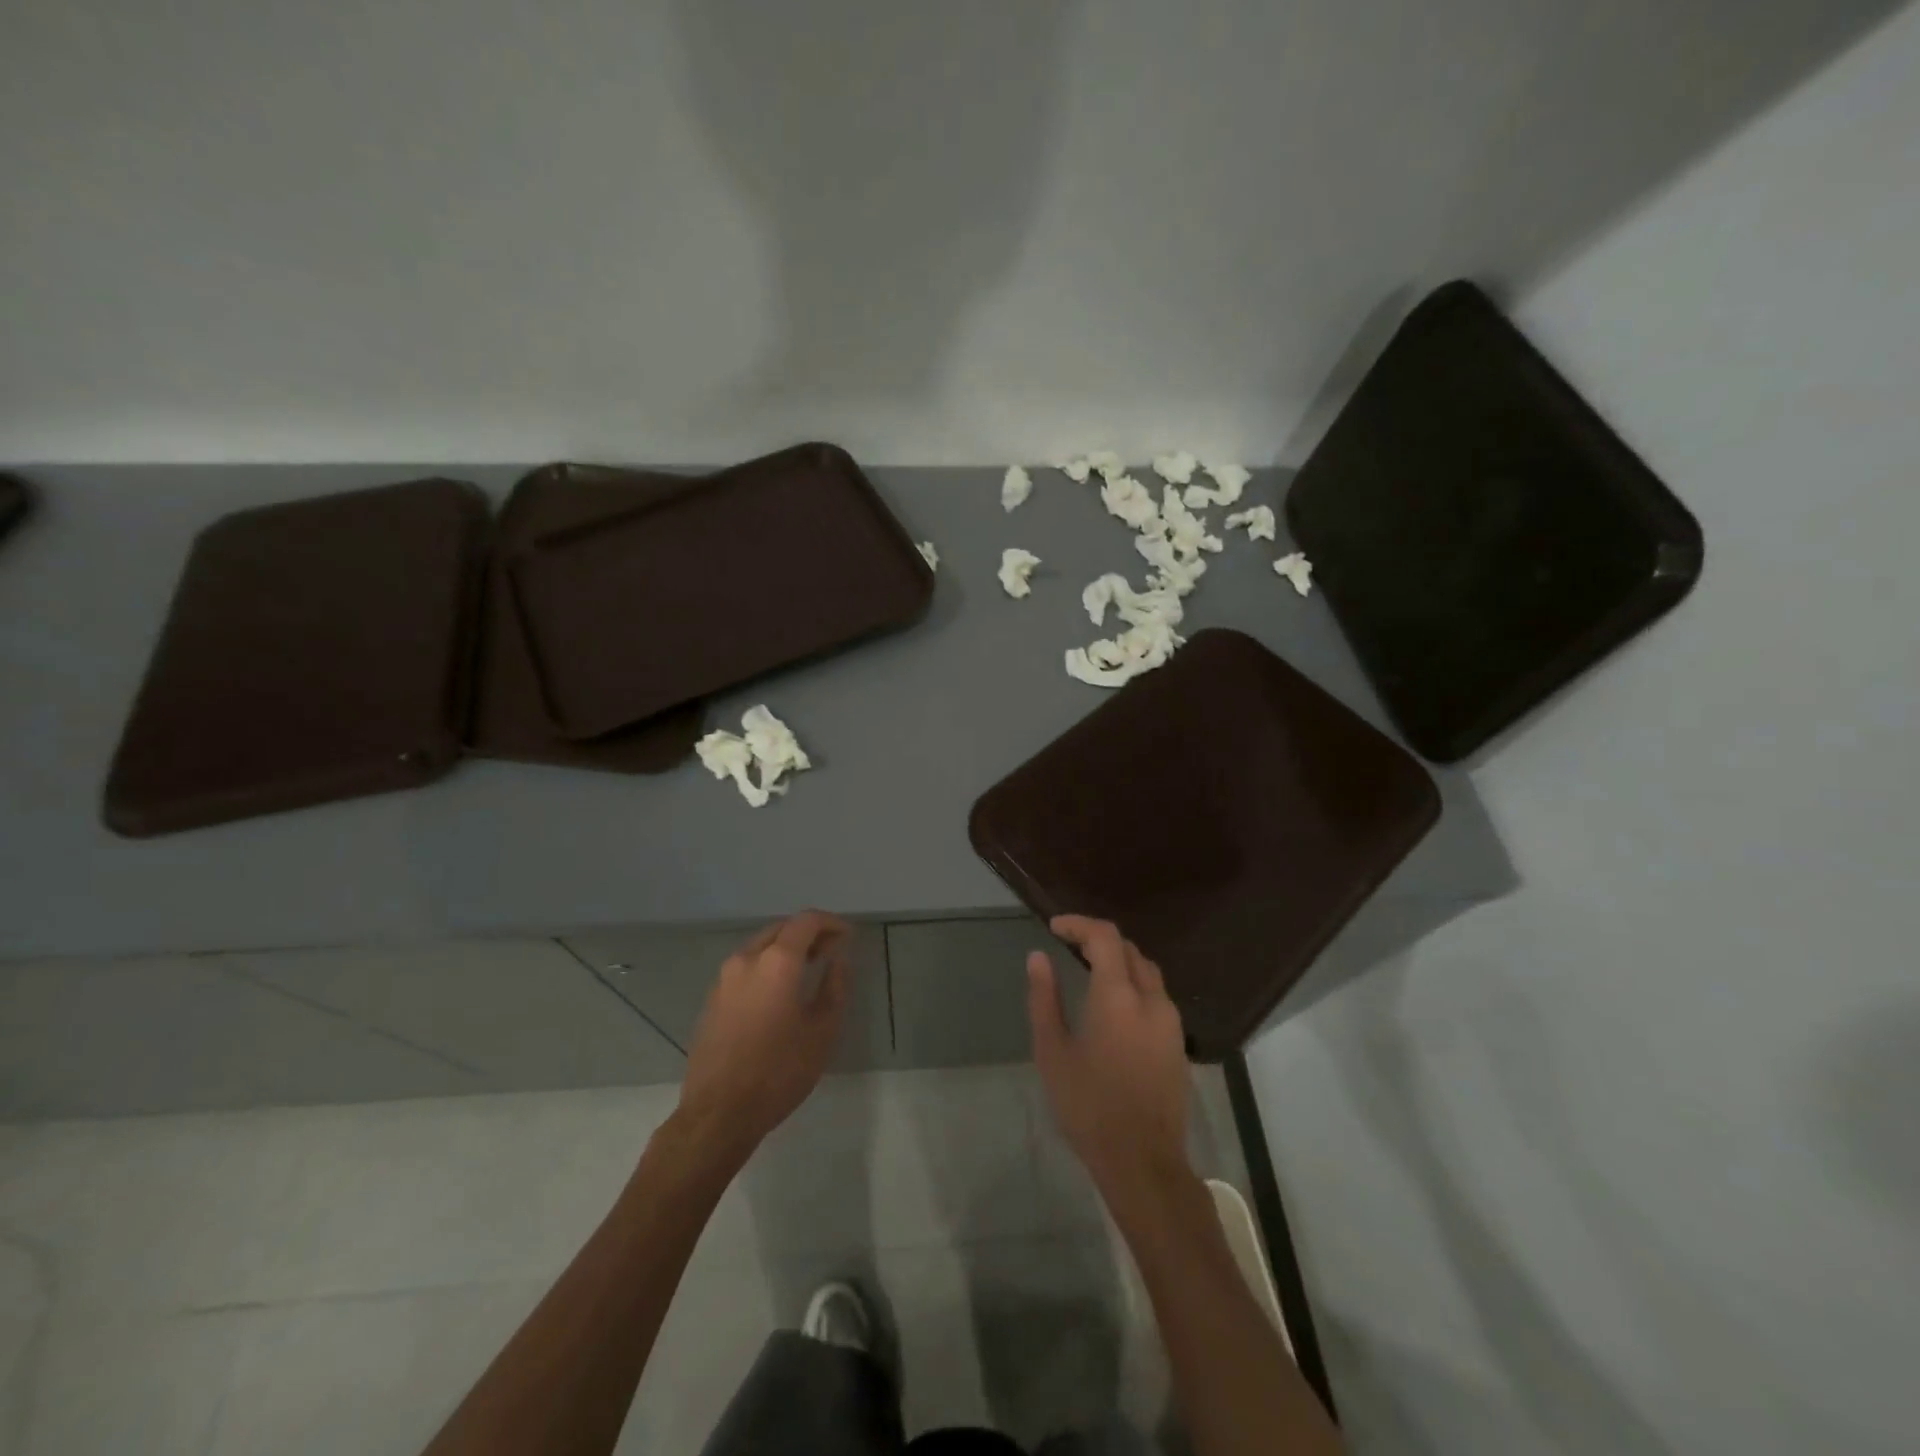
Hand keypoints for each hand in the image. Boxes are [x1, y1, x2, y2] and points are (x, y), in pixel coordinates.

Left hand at [676, 911, 852, 1162]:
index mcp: (777, 961)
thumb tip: (839, 961)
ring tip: (808, 970)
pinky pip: (745, 967)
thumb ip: (835, 987)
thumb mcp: (822, 1031)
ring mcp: (724, 978)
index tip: (847, 937)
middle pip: (781, 929)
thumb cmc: (779, 1071)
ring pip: (760, 946)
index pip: (806, 921)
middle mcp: (747, 959)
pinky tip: (779, 992)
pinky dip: (767, 966)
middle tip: (831, 951)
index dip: (831, 923)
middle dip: (808, 934)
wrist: (718, 1113)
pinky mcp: (712, 999)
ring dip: (786, 949)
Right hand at [1028, 915, 1191, 1202]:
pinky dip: (1134, 983)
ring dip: (1119, 960)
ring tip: (1089, 969)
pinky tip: (1115, 1004)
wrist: (1143, 1161)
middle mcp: (1151, 999)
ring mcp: (1171, 1021)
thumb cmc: (1088, 1106)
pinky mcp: (1178, 1042)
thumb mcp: (1053, 1052)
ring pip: (1147, 971)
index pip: (1104, 936)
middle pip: (1129, 949)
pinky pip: (1156, 995)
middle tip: (1069, 945)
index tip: (1054, 927)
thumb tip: (1038, 957)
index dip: (1079, 924)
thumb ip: (1044, 999)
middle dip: (1098, 939)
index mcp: (1118, 996)